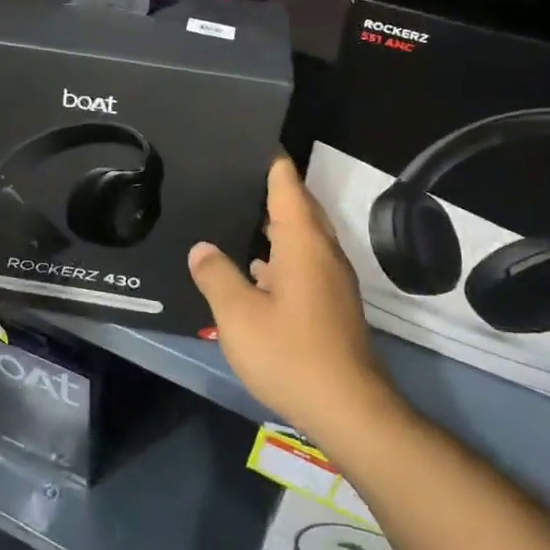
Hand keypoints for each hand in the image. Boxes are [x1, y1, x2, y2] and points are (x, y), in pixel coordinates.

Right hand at [188, 153, 396, 438]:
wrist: (348, 409)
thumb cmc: (290, 354)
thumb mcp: (238, 315)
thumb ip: (216, 275)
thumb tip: (202, 248)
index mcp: (303, 243)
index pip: (287, 185)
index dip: (270, 160)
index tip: (248, 140)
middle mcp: (323, 253)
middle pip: (299, 206)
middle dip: (271, 187)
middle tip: (233, 174)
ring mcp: (331, 279)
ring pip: (302, 236)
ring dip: (275, 222)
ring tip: (237, 212)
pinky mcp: (331, 303)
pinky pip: (303, 261)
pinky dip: (280, 253)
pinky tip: (254, 268)